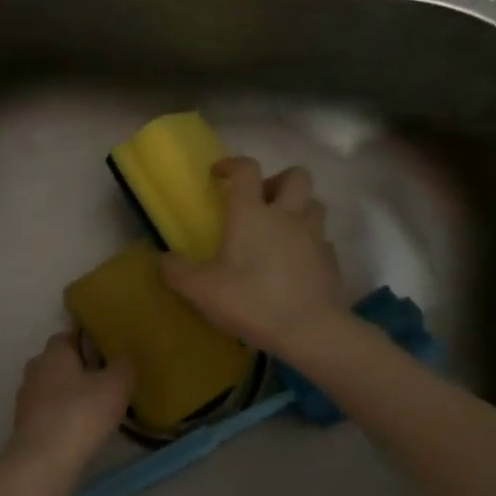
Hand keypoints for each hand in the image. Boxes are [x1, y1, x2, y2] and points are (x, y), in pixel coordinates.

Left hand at [2, 332, 133, 483]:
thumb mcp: (115, 386)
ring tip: (98, 408)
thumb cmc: (80, 414)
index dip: (87, 340)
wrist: (43, 464)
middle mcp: (36, 369)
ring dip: (71, 395)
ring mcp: (26, 399)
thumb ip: (124, 366)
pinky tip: (82, 431)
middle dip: (80, 369)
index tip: (107, 351)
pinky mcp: (25, 427)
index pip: (69, 334)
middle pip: (59, 362)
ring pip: (53, 388)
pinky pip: (49, 413)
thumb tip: (126, 356)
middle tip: (107, 380)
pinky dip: (63, 417)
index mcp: (54, 352)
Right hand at [160, 156, 348, 355]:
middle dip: (277, 181)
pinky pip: (322, 239)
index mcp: (252, 213)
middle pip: (295, 176)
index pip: (246, 169)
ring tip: (281, 229)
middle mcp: (286, 215)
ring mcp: (314, 236)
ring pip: (314, 204)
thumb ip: (177, 271)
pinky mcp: (331, 261)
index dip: (231, 164)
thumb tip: (164, 258)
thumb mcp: (201, 290)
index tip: (218, 175)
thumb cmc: (252, 301)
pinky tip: (296, 261)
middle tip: (261, 201)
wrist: (312, 332)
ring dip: (298, 208)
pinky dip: (310, 242)